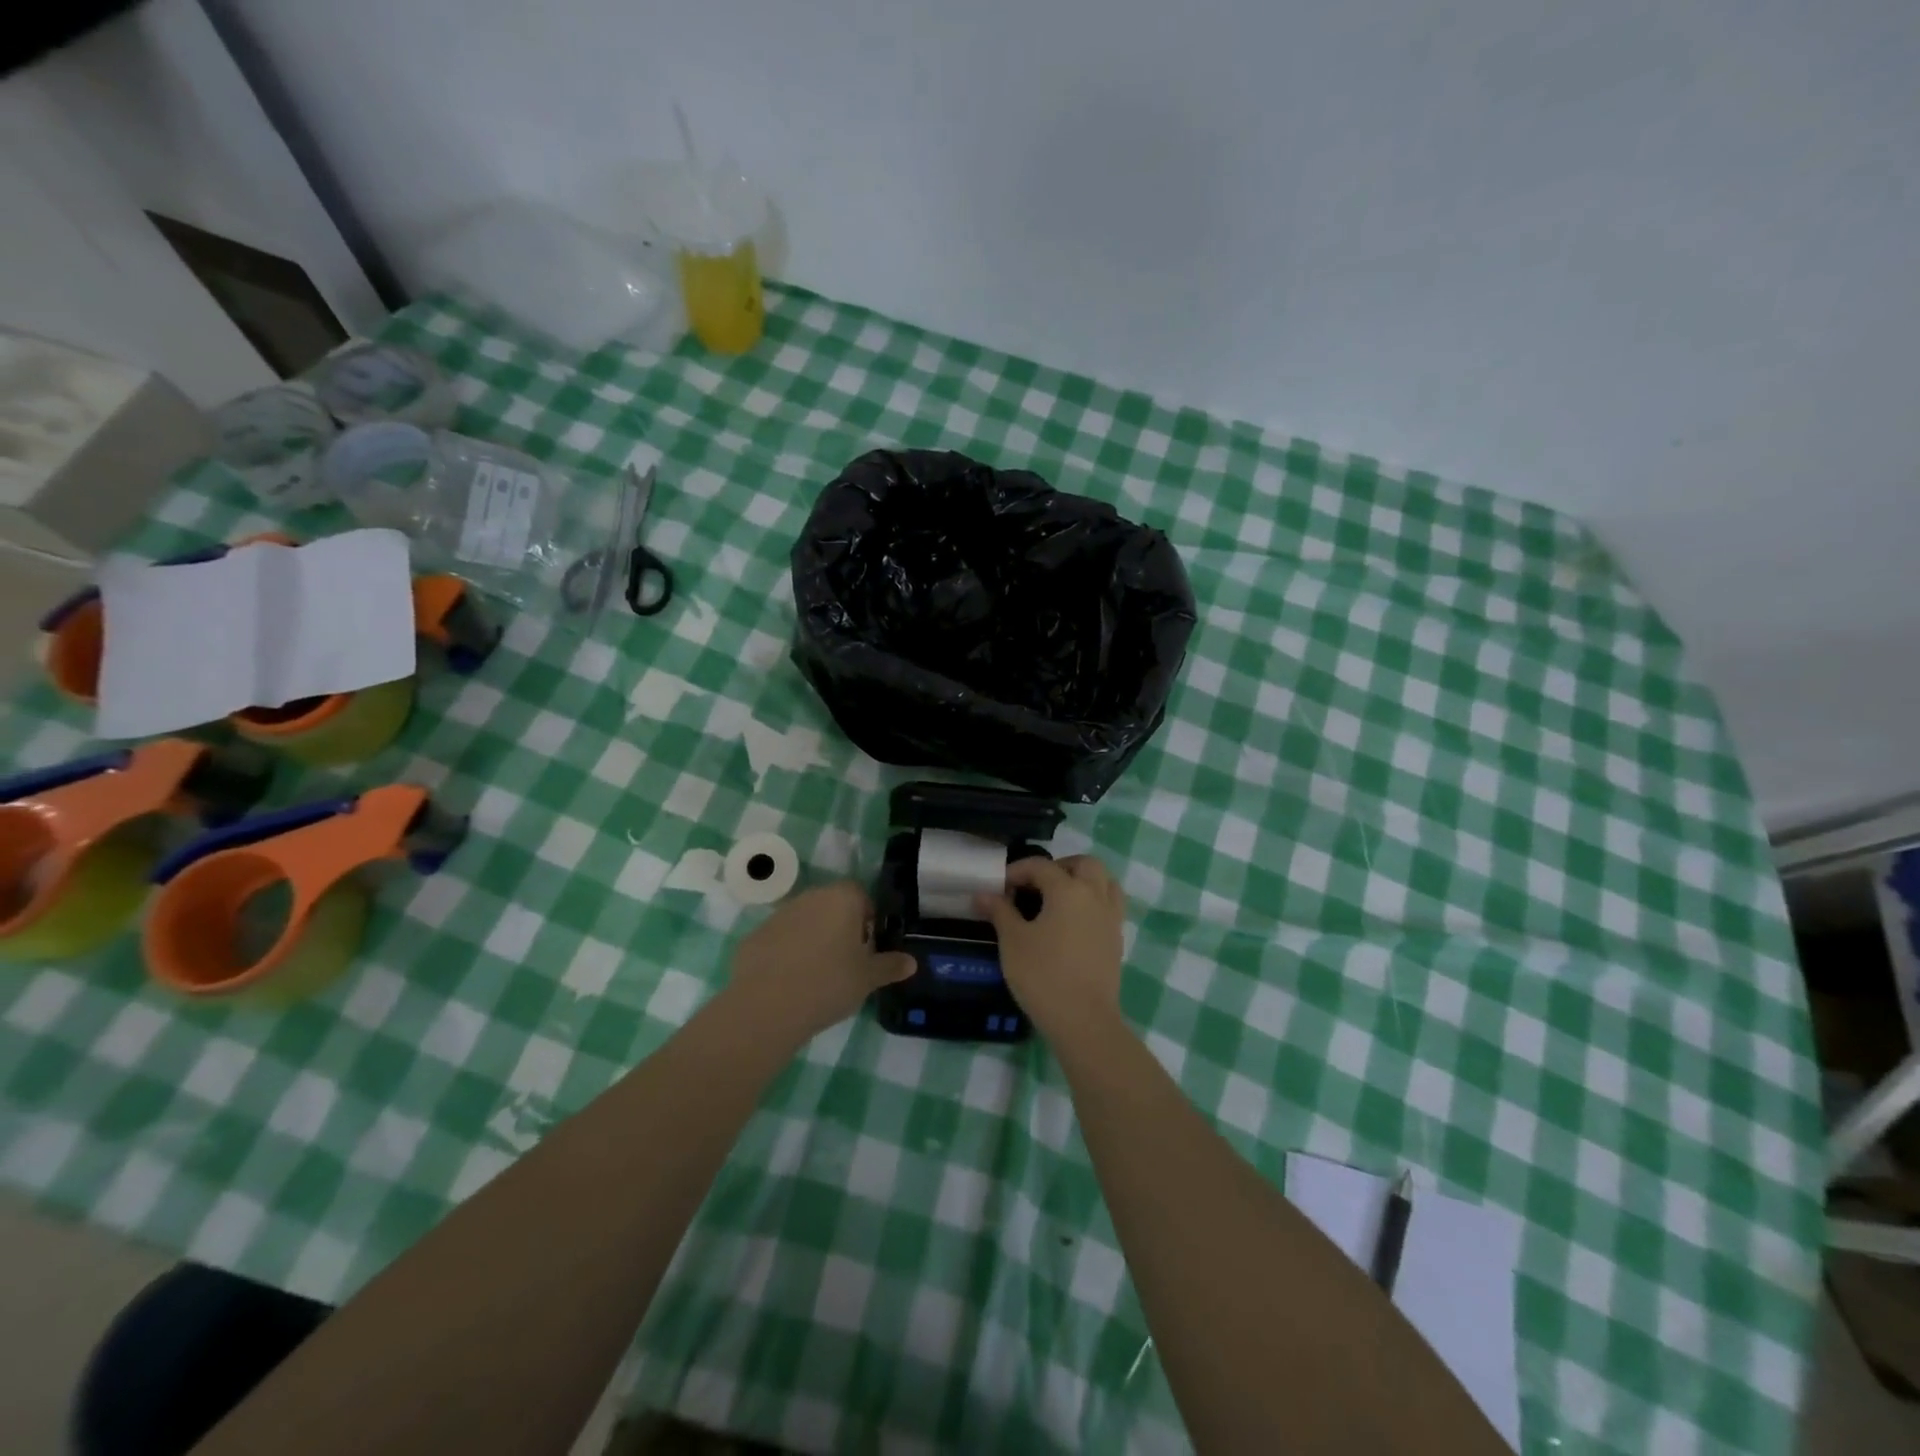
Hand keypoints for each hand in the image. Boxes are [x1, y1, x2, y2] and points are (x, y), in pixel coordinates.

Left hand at [724, 881, 914, 1046]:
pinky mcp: (754, 937)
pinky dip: (786, 955)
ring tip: (817, 976)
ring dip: (812, 940)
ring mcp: (778, 916)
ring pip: (804, 922)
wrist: (767, 1007)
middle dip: (840, 928)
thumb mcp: (868, 979)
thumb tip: (911, 962)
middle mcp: (810, 898)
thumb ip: (890, 966)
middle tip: (847, 963)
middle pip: (832, 906)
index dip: (868, 918)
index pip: (861, 895)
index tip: (869, 947)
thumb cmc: (829, 983)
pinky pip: (779, 941)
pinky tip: (789, 984)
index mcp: (841, 899)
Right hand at [975, 855, 1124, 1035]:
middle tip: (1036, 885)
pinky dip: (1093, 902)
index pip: (1040, 866)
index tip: (1000, 887)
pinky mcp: (1117, 939)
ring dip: (1082, 881)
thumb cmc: (1043, 976)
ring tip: (1058, 899)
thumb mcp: (1013, 941)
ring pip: (1104, 882)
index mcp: (1068, 890)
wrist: (1083, 1021)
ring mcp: (1111, 917)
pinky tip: (1073, 923)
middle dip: (1059, 867)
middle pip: (1084, 864)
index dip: (1017, 871)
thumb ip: (1000, 911)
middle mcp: (1095, 896)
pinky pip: (1109, 906)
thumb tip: (983, 894)